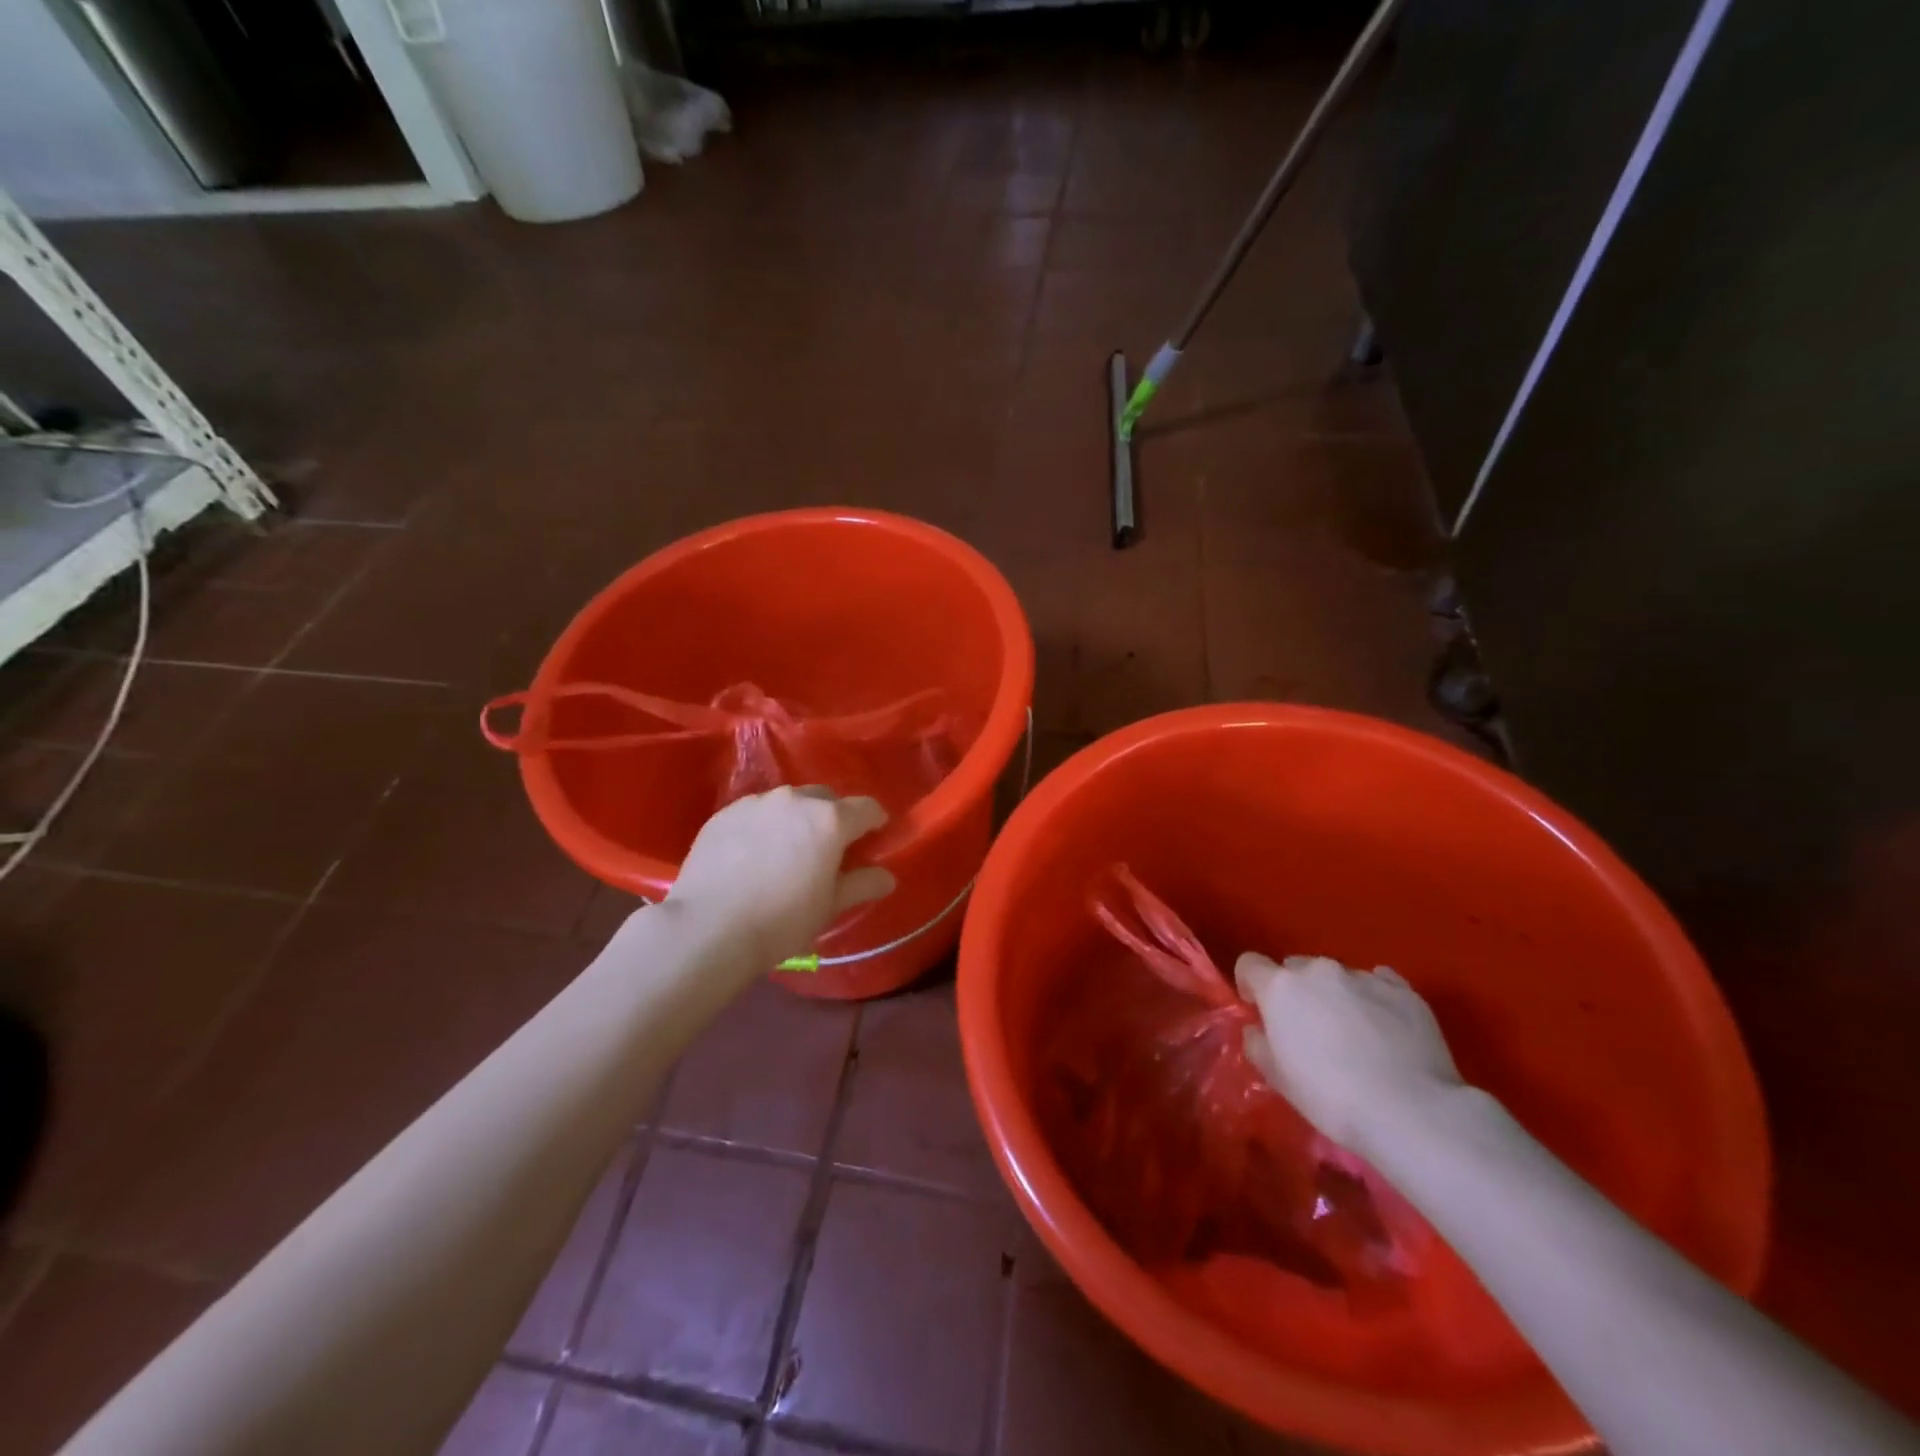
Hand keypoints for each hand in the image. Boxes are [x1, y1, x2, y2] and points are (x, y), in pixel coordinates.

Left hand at [666, 786, 895, 968]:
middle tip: (828, 849)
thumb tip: (887, 876)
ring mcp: (756, 803)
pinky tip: (753, 855)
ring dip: (796, 819)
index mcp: (830, 820)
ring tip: (787, 851)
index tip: (873, 839)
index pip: (867, 807)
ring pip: (788, 802)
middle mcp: (795, 800)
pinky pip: (755, 812)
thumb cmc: (781, 921)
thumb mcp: (829, 907)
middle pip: (826, 798)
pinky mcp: (724, 814)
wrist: (708, 929)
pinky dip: (763, 826)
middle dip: (833, 817)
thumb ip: (861, 884)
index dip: (875, 822)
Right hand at [1235, 953, 1463, 1155]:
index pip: (1250, 964)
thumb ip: (1258, 1045)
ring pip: (1338, 976)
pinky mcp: (1404, 991)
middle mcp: (1319, 970)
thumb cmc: (1331, 1097)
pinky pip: (1379, 983)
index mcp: (1280, 986)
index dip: (1250, 985)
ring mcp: (1364, 977)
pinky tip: (1384, 1028)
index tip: (1258, 1010)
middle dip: (1296, 991)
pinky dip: (1373, 999)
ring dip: (1336, 996)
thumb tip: (1257, 1030)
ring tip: (1354, 1034)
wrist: (1411, 1112)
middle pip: (1295, 967)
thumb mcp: (1278, 1078)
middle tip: (1309, 1029)